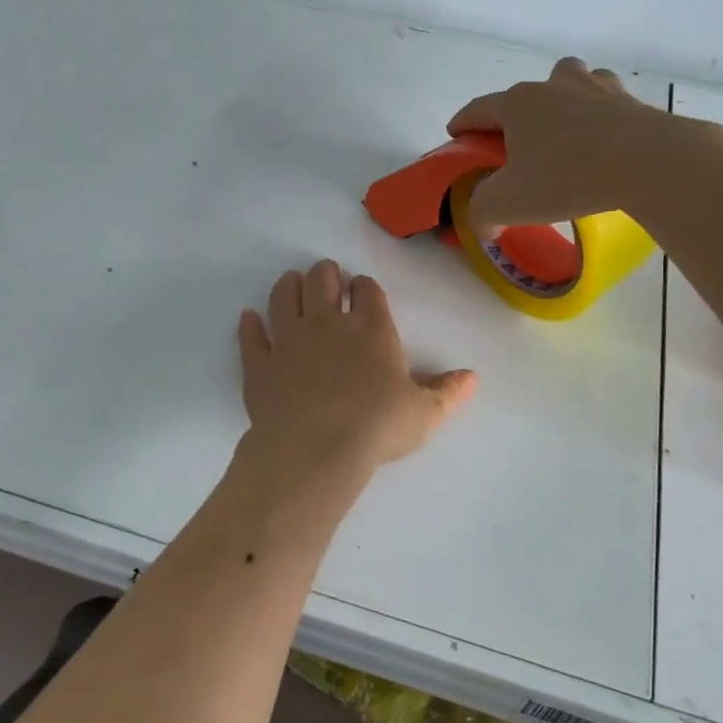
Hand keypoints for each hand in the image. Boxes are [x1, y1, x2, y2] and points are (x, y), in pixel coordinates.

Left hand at [238, 260, 474, 478]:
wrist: (315, 448)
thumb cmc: (377, 426)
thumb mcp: (424, 413)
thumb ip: (447, 392)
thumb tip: (472, 377)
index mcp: (370, 328)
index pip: (368, 291)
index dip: (365, 286)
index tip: (363, 288)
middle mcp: (327, 323)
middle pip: (321, 281)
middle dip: (325, 273)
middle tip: (327, 274)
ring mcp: (288, 340)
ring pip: (284, 297)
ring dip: (288, 285)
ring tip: (291, 281)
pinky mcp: (259, 363)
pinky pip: (251, 336)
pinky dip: (250, 324)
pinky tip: (249, 318)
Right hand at [445, 57, 673, 229]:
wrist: (648, 163)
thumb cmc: (566, 177)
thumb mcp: (507, 203)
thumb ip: (482, 213)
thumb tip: (484, 224)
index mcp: (519, 103)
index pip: (479, 109)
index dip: (463, 123)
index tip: (456, 135)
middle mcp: (556, 86)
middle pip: (529, 90)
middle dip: (519, 112)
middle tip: (519, 141)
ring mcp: (598, 89)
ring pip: (574, 85)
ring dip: (566, 102)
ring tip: (567, 133)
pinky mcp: (633, 104)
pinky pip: (610, 106)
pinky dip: (602, 119)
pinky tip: (605, 142)